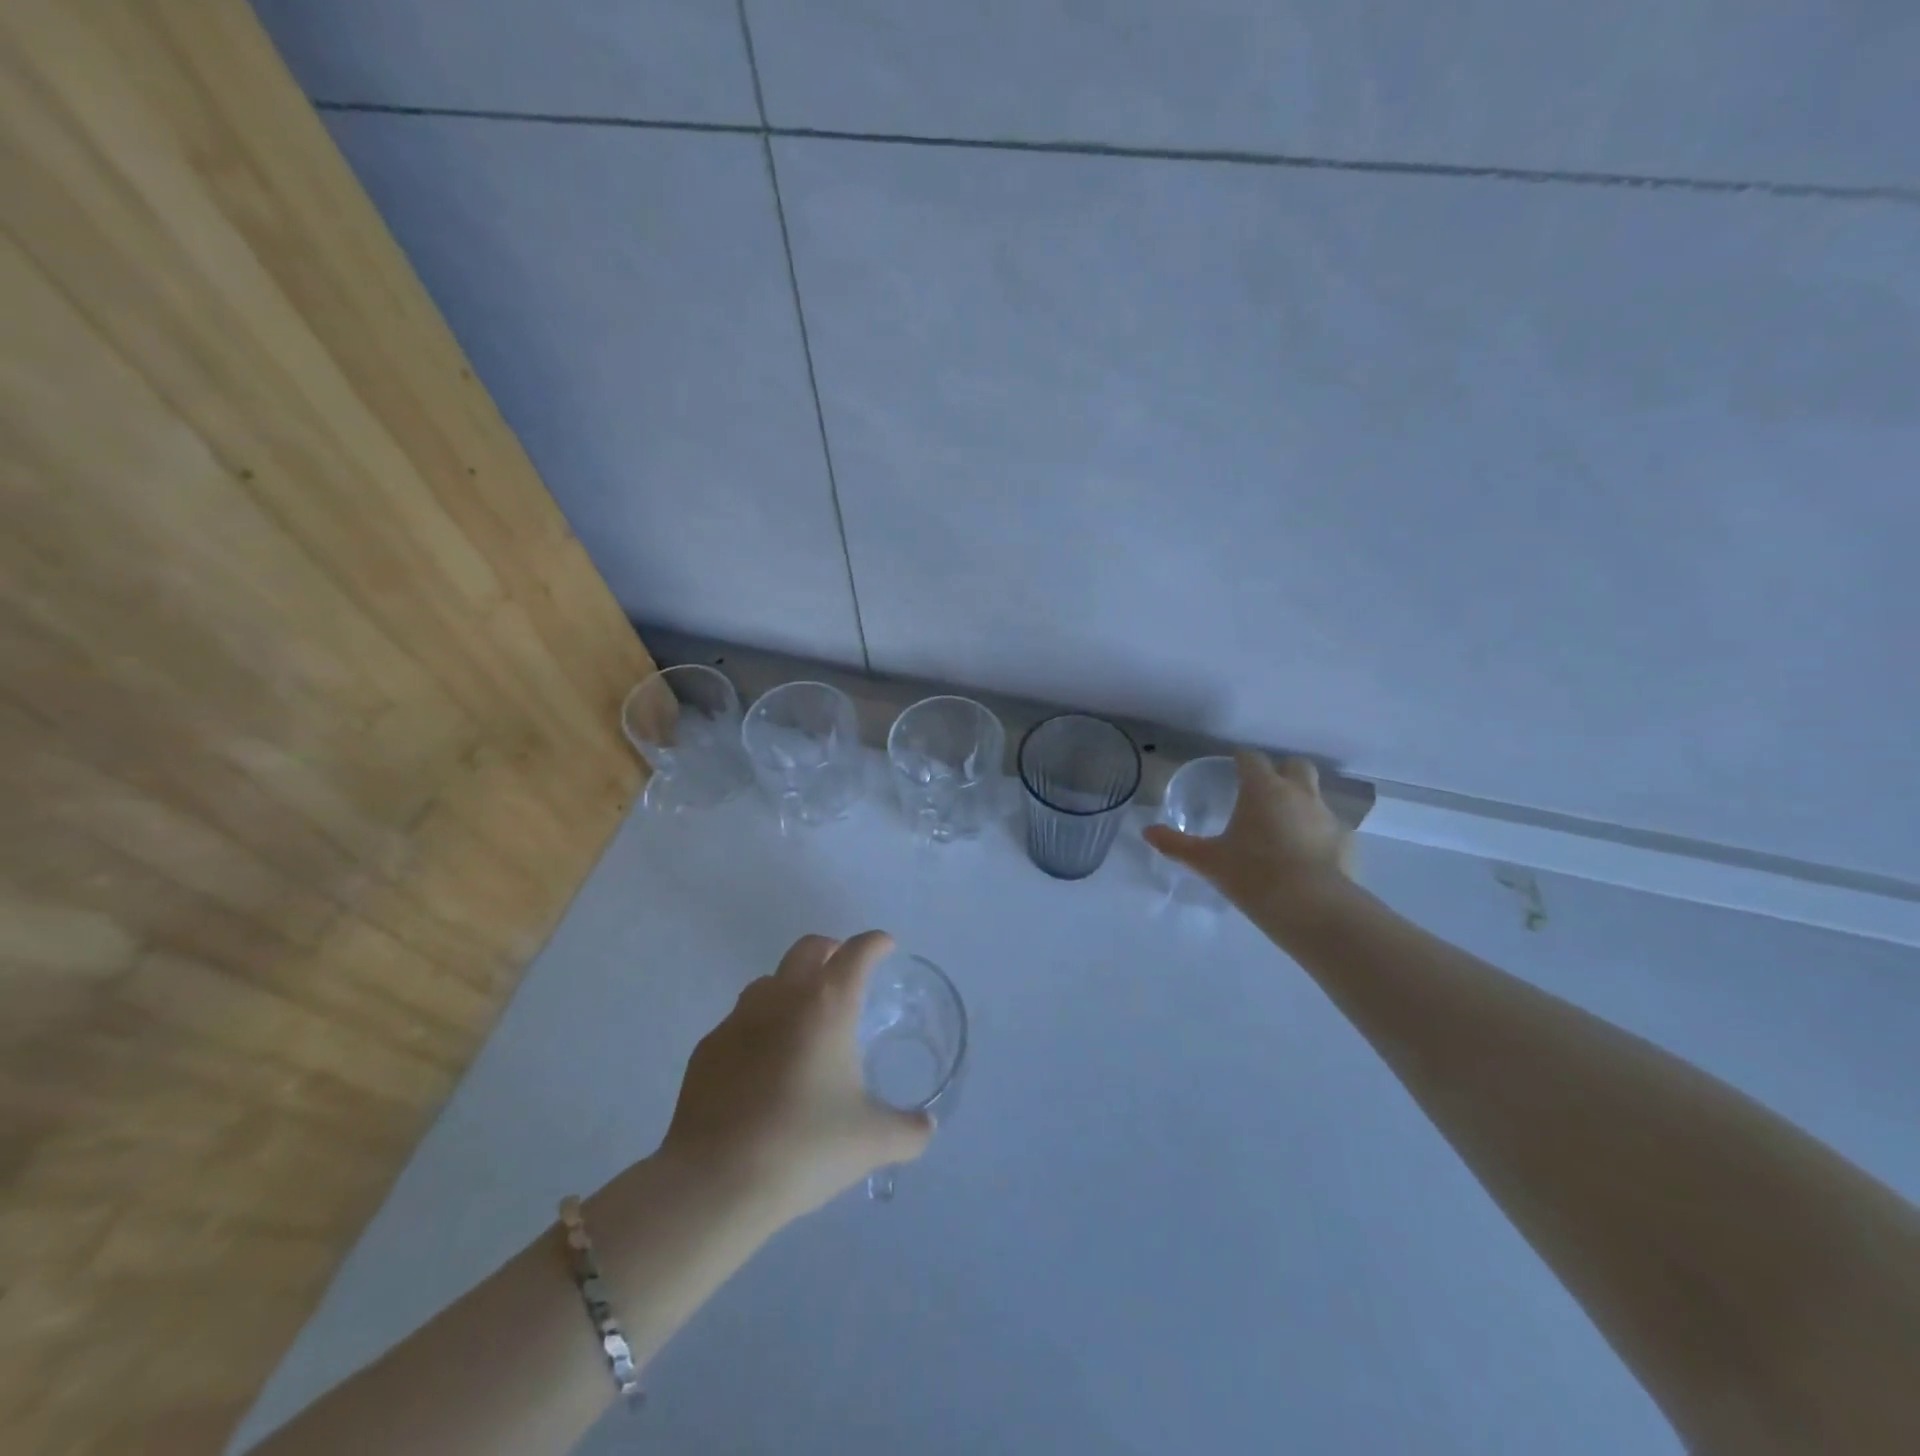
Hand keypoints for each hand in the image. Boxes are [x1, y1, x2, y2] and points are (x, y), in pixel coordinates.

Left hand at [659, 931, 932, 1223]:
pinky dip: (759, 1028)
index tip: (885, 946)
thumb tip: (926, 1126)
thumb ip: (908, 1130)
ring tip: (804, 1021)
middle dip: (832, 951)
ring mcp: (738, 1019)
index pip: (857, 953)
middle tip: (846, 973)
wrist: (714, 1182)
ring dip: (791, 987)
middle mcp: (782, 998)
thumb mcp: (871, 1142)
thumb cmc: (803, 1148)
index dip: (875, 943)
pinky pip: (739, 1022)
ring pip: (769, 982)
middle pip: (808, 949)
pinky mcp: (707, 1048)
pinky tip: (763, 1067)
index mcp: (827, 1005)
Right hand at [1142, 751, 1354, 917]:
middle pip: (1295, 765)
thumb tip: (1147, 831)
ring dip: (1301, 803)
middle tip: (1264, 792)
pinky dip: (1319, 835)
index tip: (1233, 767)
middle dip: (1281, 771)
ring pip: (1316, 796)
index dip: (1241, 760)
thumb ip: (1177, 844)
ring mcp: (1327, 816)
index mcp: (1263, 789)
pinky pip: (1331, 828)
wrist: (1312, 908)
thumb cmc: (1253, 875)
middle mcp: (1298, 793)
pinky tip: (1308, 857)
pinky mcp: (1347, 842)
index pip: (1251, 758)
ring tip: (1284, 828)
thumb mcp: (1207, 861)